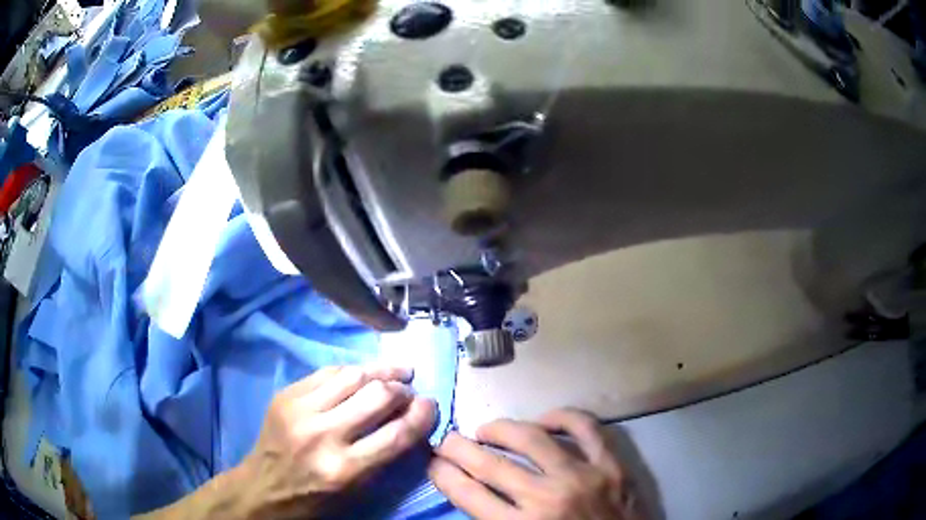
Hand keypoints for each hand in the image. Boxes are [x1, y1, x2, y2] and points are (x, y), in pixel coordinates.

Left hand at [238, 365, 436, 518]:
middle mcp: (322, 435)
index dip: (422, 414)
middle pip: (376, 396)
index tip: (431, 404)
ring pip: (352, 375)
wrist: (262, 489)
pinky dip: (351, 371)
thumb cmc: (314, 498)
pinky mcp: (286, 395)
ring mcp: (300, 410)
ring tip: (395, 373)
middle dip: (401, 390)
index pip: (397, 434)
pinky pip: (327, 372)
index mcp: (344, 469)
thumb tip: (410, 423)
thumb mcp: (356, 491)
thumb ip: (384, 458)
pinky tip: (362, 374)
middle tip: (410, 392)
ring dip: (380, 371)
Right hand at [429, 408, 642, 519]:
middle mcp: (547, 498)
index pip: (467, 493)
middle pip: (489, 464)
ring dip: (501, 429)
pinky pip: (585, 428)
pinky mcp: (612, 465)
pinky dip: (562, 417)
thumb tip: (467, 494)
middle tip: (448, 441)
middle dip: (458, 448)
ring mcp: (583, 476)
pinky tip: (544, 421)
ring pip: (531, 437)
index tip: (434, 463)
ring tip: (487, 430)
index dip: (443, 474)